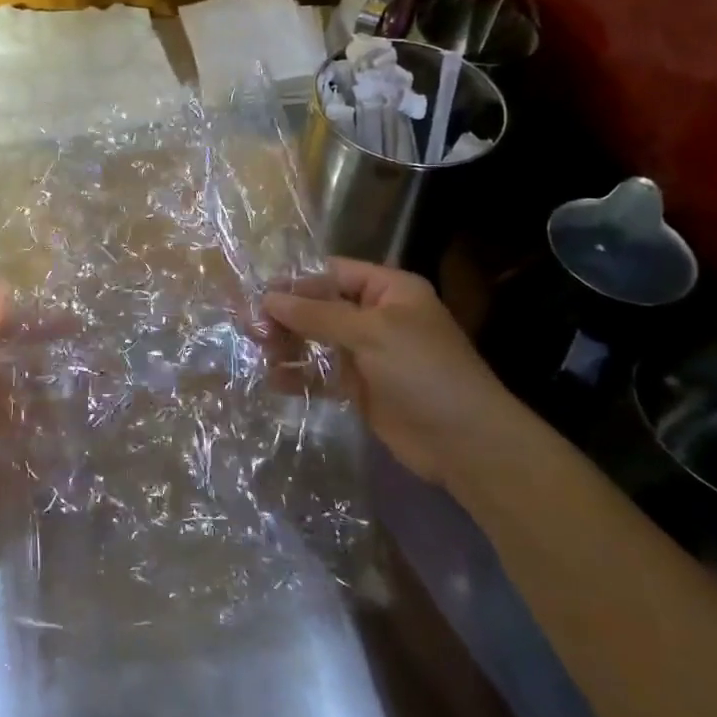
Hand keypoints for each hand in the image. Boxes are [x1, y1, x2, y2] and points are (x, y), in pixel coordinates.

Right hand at [263, 258, 527, 482]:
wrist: (465, 443)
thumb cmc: (423, 371)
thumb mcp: (370, 333)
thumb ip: (316, 314)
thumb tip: (267, 298)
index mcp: (389, 290)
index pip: (333, 273)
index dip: (296, 281)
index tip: (258, 294)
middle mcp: (376, 316)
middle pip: (320, 306)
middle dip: (287, 315)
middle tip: (250, 327)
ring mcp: (368, 353)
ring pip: (317, 340)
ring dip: (288, 344)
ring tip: (259, 351)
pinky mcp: (360, 388)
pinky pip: (321, 373)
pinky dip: (298, 374)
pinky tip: (273, 379)